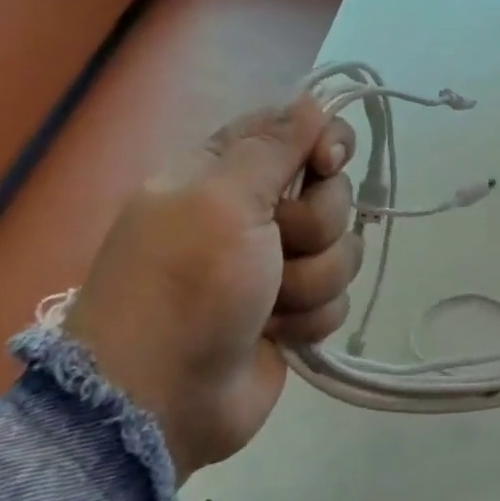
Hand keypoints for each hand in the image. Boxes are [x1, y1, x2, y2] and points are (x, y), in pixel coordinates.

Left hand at [63, 94, 361, 481]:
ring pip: (342, 248)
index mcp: (225, 174)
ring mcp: (275, 265)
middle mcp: (253, 213)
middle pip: (331, 192)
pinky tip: (277, 332)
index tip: (327, 162)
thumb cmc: (184, 288)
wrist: (157, 403)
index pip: (297, 130)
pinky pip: (338, 295)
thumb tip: (312, 97)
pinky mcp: (292, 311)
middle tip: (278, 247)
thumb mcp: (221, 201)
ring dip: (313, 279)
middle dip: (315, 225)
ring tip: (270, 305)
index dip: (324, 143)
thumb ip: (273, 145)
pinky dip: (311, 315)